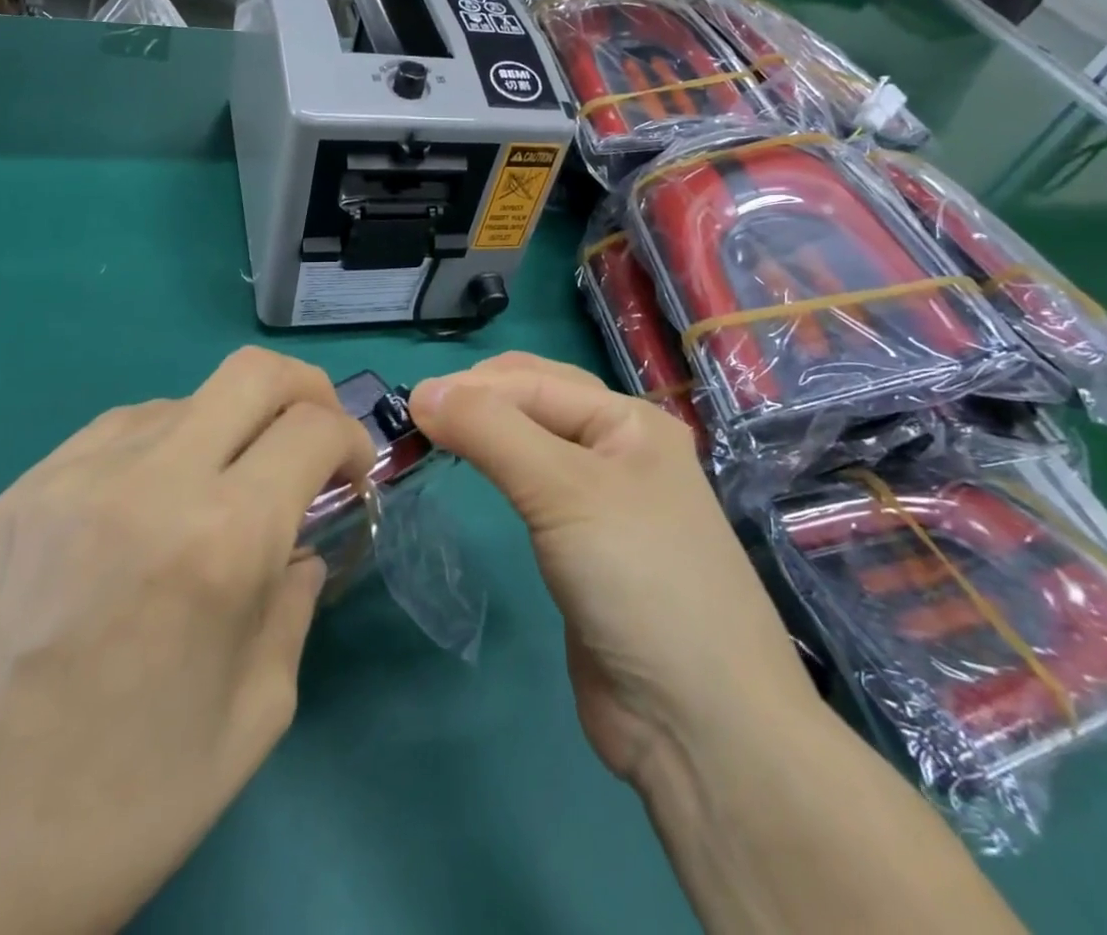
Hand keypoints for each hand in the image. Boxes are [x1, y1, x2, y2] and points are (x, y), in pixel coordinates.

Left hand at [0, 348, 373, 934]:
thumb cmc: (138, 799)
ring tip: (221, 489)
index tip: (351, 477)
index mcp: (223, 540)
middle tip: (311, 439)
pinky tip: (152, 503)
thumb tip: (300, 546)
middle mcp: (151, 483)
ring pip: (187, 397)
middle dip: (305, 390)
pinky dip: (163, 445)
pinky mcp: (23, 491)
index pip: (313, 429)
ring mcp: (74, 477)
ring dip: (229, 426)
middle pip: (254, 372)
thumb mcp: (262, 708)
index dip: (351, 441)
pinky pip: (121, 429)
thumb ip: (297, 600)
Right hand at [409, 354, 817, 791]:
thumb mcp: (564, 490)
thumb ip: (492, 432)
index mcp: (630, 420)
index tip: (406, 405)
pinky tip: (474, 474)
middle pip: (536, 403)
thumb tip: (422, 390)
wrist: (699, 724)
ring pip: (533, 445)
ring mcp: (605, 502)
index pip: (535, 382)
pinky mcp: (585, 548)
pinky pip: (534, 491)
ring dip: (486, 433)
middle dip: (478, 400)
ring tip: (432, 438)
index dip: (471, 387)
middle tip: (417, 420)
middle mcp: (620, 450)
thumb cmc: (639, 580)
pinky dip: (498, 472)